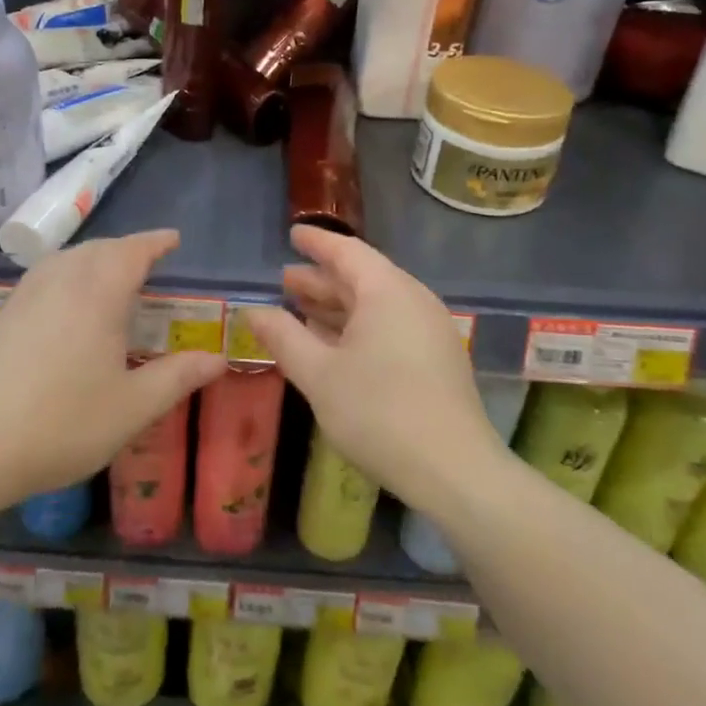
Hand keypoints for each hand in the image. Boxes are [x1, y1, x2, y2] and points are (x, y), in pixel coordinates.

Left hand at [0, 230, 224, 508]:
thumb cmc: (61, 424)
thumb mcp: (132, 408)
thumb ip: (177, 377)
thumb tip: (218, 358)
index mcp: (97, 294)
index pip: (132, 252)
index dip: (155, 242)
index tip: (174, 239)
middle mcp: (60, 282)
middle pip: (97, 249)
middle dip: (126, 248)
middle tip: (148, 261)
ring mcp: (24, 297)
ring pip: (66, 259)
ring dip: (93, 257)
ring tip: (109, 275)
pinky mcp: (1, 317)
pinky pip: (43, 276)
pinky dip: (66, 273)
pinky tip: (65, 303)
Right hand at [243, 227, 500, 513]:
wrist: (454, 470)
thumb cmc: (379, 413)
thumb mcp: (319, 375)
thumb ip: (283, 337)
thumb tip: (252, 310)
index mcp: (387, 292)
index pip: (347, 252)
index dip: (316, 243)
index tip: (292, 234)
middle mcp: (413, 300)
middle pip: (362, 277)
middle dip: (321, 279)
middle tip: (285, 280)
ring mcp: (429, 330)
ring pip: (376, 305)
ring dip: (337, 305)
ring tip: (301, 309)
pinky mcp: (436, 358)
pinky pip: (390, 325)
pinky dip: (357, 326)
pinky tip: (334, 343)